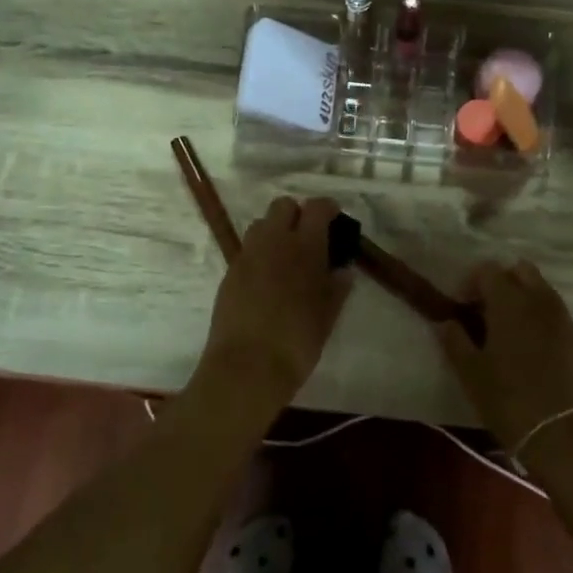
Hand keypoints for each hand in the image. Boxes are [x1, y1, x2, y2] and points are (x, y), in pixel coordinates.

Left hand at [196, 197, 352, 416]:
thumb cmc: (297, 341)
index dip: (328, 209)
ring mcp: (247, 255)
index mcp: (305, 246)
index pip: (317, 208)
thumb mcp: (328, 316)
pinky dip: (260, 254)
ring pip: (261, 224)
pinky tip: (267, 280)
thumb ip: (337, 287)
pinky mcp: (229, 272)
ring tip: (285, 258)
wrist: (247, 367)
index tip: (335, 220)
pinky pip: (247, 250)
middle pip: (283, 205)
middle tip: (308, 238)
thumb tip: (342, 270)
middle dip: (297, 214)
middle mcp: (273, 241)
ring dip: (275, 231)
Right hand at [436, 260, 572, 465]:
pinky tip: (533, 351)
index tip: (462, 306)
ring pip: (543, 291)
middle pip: (521, 271)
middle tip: (486, 311)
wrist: (566, 437)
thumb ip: (455, 341)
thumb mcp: (471, 373)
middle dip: (502, 282)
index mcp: (511, 303)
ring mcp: (566, 320)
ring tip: (509, 332)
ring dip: (524, 300)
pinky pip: (558, 316)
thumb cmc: (510, 401)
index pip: (488, 270)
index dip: (471, 283)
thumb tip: (448, 322)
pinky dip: (542, 321)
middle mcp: (541, 302)